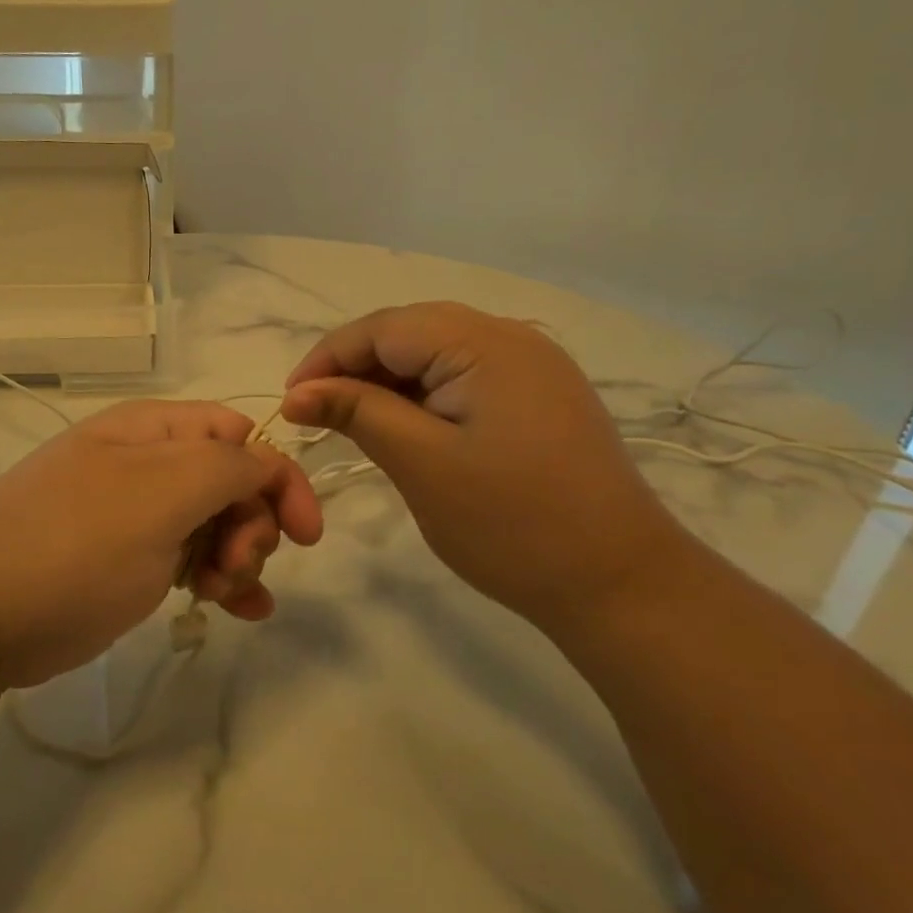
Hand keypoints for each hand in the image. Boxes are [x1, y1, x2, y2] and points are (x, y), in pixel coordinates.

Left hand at [0, 401, 322, 688]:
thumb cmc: (73, 545)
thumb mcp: (158, 494)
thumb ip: (226, 466)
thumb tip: (266, 461)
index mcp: (152, 430)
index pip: (240, 435)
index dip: (278, 477)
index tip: (305, 533)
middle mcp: (144, 463)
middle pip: (230, 481)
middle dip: (251, 524)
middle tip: (234, 567)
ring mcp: (132, 513)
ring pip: (212, 523)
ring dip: (236, 556)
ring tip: (223, 595)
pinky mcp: (123, 559)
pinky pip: (188, 557)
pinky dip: (218, 578)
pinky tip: (238, 609)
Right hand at [282, 303, 687, 626]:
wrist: (622, 585)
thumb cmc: (513, 525)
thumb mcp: (421, 464)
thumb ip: (357, 413)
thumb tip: (297, 392)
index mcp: (486, 343)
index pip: (384, 326)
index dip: (328, 357)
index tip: (290, 401)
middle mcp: (513, 338)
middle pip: (411, 332)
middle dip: (355, 366)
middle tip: (316, 412)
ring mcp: (533, 366)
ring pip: (437, 353)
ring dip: (388, 381)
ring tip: (352, 421)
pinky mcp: (541, 396)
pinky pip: (465, 376)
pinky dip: (424, 395)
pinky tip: (405, 426)